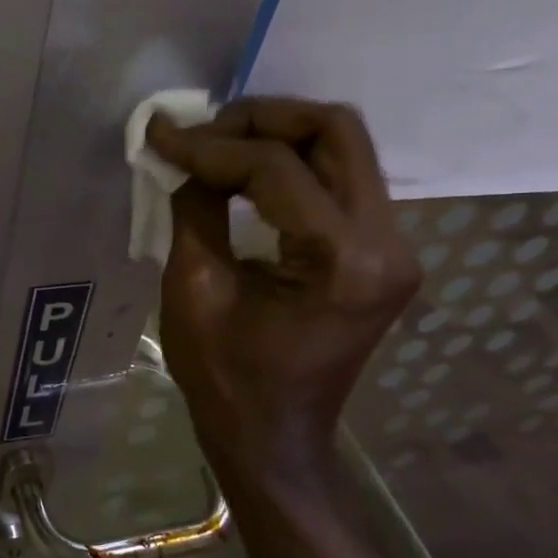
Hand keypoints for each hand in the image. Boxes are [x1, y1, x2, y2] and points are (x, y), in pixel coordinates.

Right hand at [145, 98, 418, 487]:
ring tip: (218, 146)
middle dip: (261, 118)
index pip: (276, 168)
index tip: (161, 136)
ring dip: (278, 136)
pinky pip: (341, 179)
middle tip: (204, 130)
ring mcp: (395, 247)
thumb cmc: (226, 379)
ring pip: (344, 148)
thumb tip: (184, 153)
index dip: (211, 145)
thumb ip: (195, 207)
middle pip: (336, 132)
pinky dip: (292, 164)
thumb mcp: (194, 289)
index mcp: (344, 262)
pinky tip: (247, 173)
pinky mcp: (383, 252)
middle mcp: (388, 244)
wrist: (274, 438)